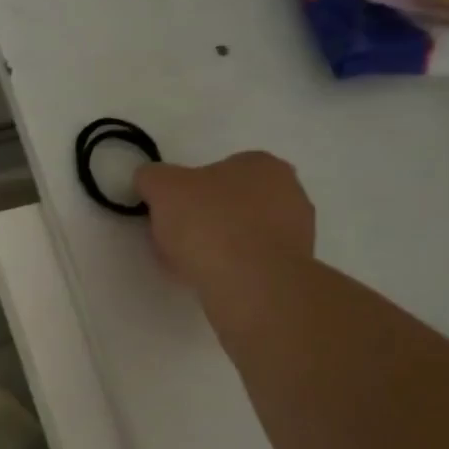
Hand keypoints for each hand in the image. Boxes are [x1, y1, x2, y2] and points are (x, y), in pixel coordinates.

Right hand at [135, 152, 315, 290]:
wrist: (251, 284)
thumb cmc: (209, 224)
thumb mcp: (162, 187)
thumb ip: (151, 176)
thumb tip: (150, 180)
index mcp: (261, 164)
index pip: (215, 170)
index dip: (186, 191)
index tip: (168, 212)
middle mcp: (289, 191)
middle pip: (229, 202)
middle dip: (203, 217)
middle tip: (175, 238)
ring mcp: (297, 231)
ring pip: (241, 232)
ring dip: (216, 244)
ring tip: (189, 264)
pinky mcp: (293, 267)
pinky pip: (251, 260)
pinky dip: (230, 267)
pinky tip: (211, 278)